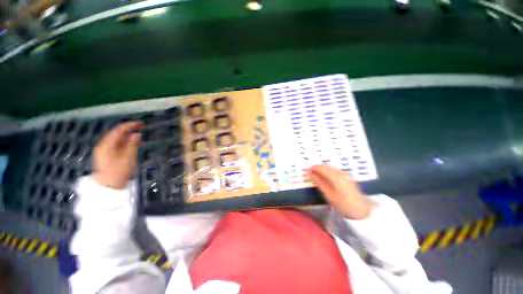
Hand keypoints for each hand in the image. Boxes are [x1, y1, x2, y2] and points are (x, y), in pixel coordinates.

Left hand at [93, 122, 143, 189]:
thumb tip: (137, 134)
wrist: (108, 187)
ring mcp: (103, 150)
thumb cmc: (118, 172)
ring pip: (115, 139)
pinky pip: (115, 144)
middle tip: (141, 128)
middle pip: (116, 133)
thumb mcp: (128, 158)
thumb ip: (132, 144)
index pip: (118, 130)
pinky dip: (123, 142)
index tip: (142, 124)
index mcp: (107, 145)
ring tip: (138, 136)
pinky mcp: (105, 155)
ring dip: (126, 136)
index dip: (130, 125)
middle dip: (128, 129)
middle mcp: (103, 145)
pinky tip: (131, 144)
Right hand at [306, 165, 373, 219]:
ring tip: (315, 174)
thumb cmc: (344, 204)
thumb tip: (310, 174)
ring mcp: (345, 174)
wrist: (362, 211)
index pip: (322, 168)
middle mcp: (341, 173)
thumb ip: (319, 183)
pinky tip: (325, 177)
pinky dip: (327, 171)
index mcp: (336, 177)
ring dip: (322, 169)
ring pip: (330, 168)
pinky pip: (334, 170)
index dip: (313, 168)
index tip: (306, 170)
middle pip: (326, 166)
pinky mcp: (347, 177)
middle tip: (309, 172)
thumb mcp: (329, 195)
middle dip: (317, 168)